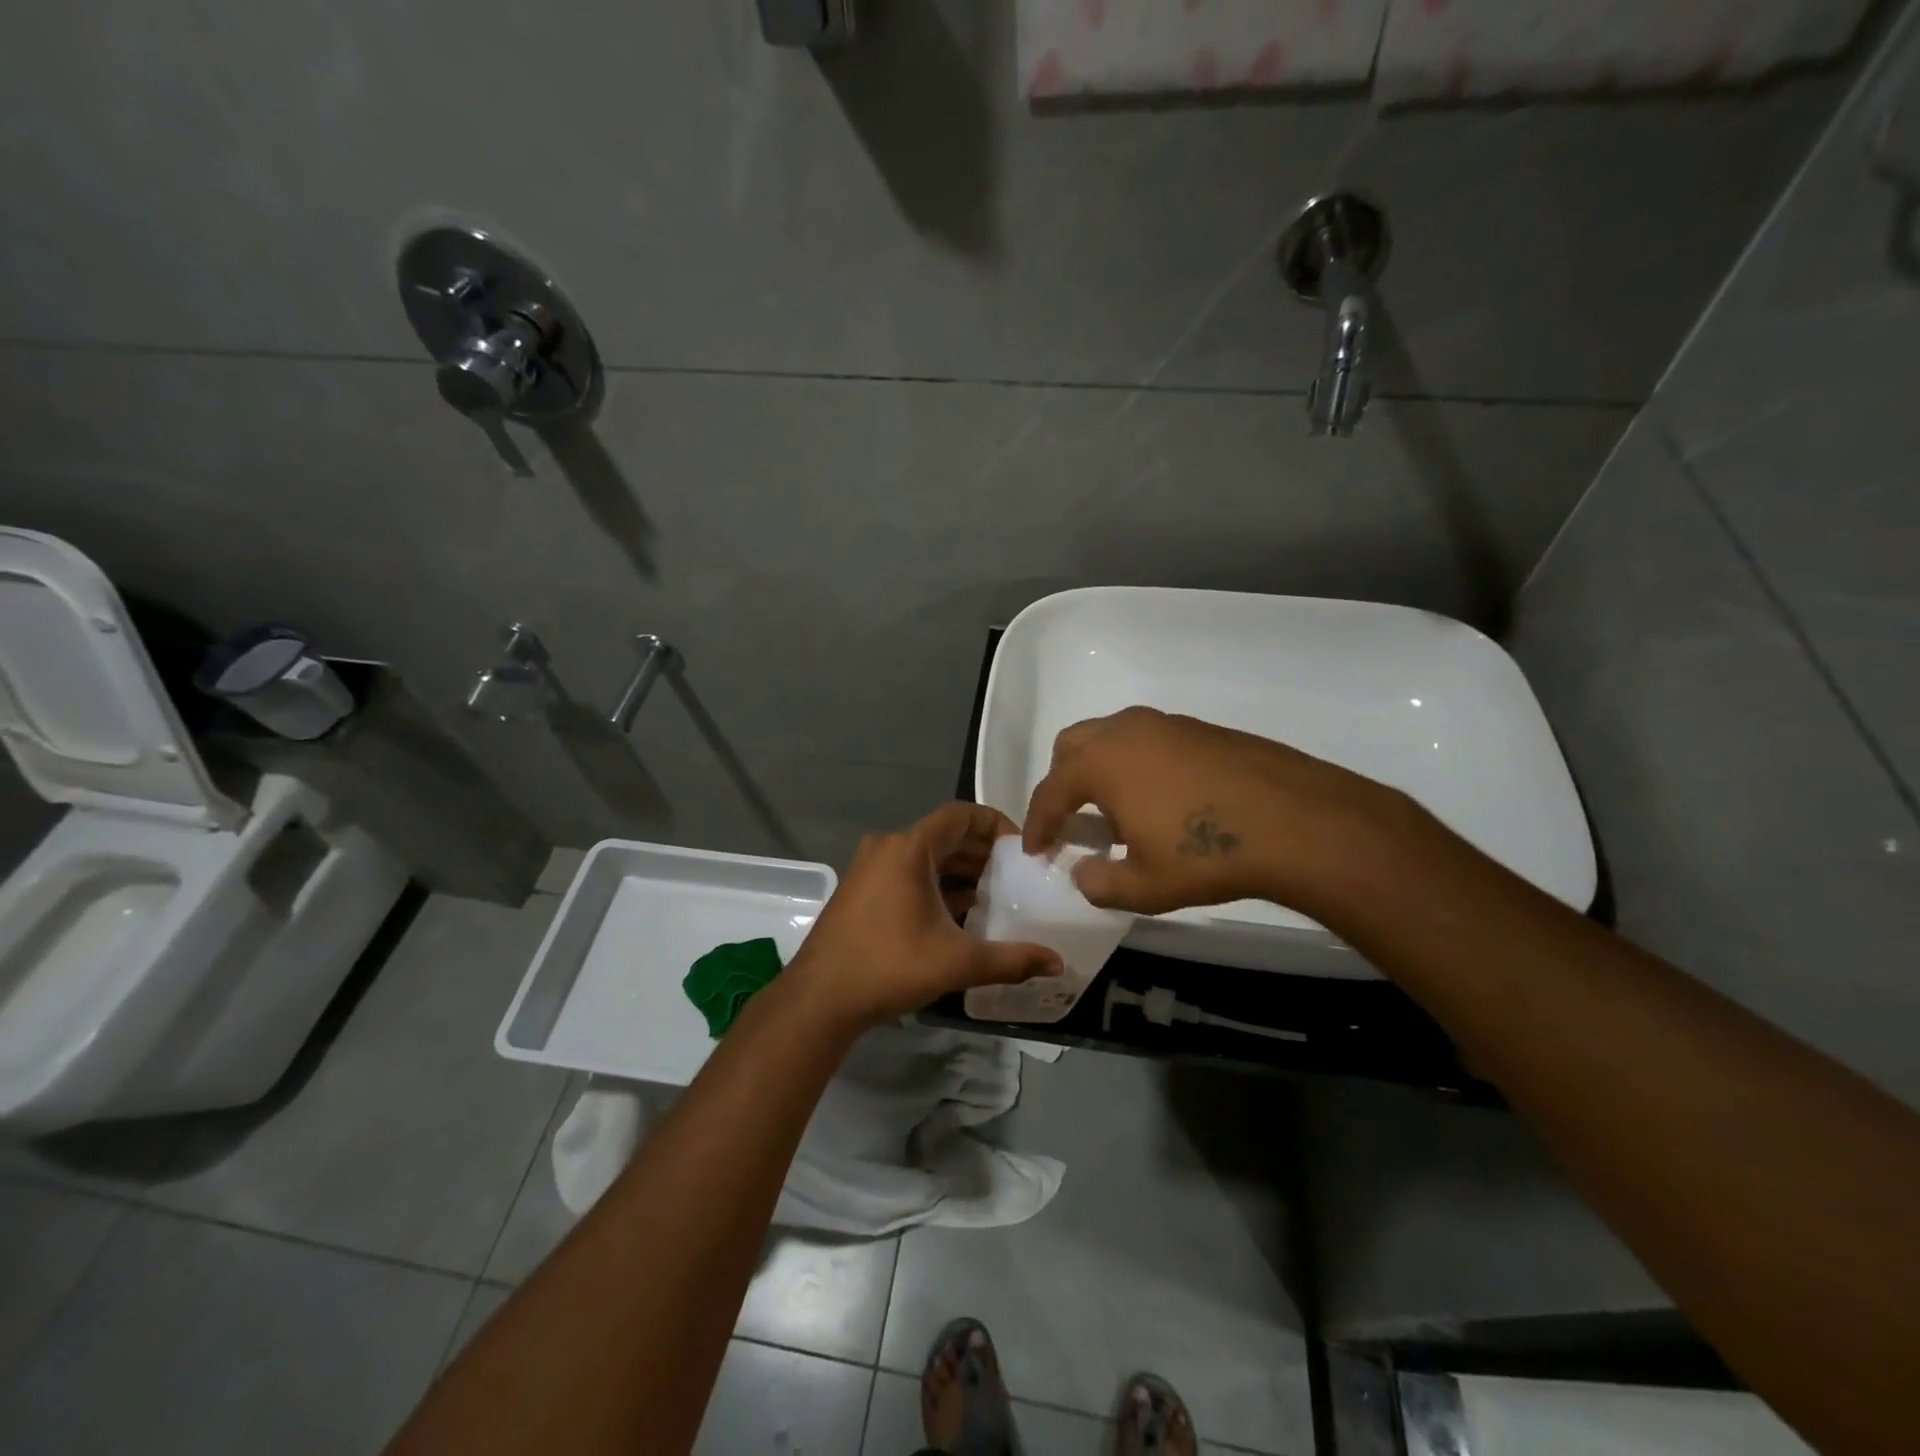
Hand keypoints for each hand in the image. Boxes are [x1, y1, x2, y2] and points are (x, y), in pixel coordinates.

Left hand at [791, 802, 1062, 1026]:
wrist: (819, 999)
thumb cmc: (889, 966)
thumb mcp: (957, 962)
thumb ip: (1011, 960)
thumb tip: (1057, 964)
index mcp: (908, 848)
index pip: (960, 814)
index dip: (994, 823)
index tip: (1021, 846)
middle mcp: (887, 847)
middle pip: (943, 834)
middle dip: (981, 850)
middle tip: (1015, 872)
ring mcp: (870, 868)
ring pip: (925, 856)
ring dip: (959, 869)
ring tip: (994, 891)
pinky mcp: (862, 890)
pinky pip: (907, 873)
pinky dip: (935, 883)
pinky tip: (960, 910)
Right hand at [1021, 706, 1411, 916]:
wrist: (1295, 820)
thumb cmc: (1207, 853)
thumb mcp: (1144, 886)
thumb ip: (1099, 883)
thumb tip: (1082, 872)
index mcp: (1100, 762)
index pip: (1050, 791)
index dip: (1037, 823)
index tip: (1034, 850)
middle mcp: (1125, 731)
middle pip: (1072, 747)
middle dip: (1061, 782)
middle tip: (1068, 820)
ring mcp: (1165, 724)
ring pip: (1111, 737)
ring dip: (1099, 770)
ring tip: (1115, 812)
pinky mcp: (1199, 728)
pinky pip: (1147, 741)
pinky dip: (1134, 765)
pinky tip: (1159, 800)